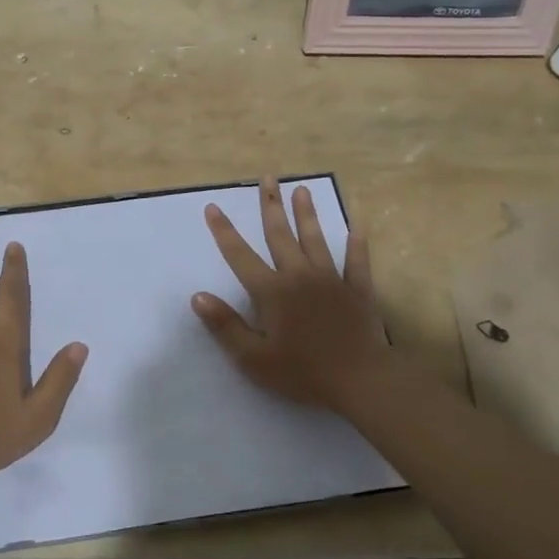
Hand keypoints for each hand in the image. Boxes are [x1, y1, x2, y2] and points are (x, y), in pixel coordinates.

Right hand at [191, 178, 407, 417]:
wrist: (361, 381)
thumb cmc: (303, 373)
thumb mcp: (254, 358)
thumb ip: (225, 326)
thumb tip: (198, 296)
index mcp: (272, 292)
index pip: (240, 256)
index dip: (224, 231)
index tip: (213, 207)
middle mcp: (299, 276)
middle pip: (280, 235)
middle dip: (270, 205)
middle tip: (267, 177)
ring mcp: (332, 279)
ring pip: (316, 239)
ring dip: (307, 213)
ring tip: (302, 189)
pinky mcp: (358, 290)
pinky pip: (357, 261)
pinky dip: (356, 243)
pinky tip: (356, 226)